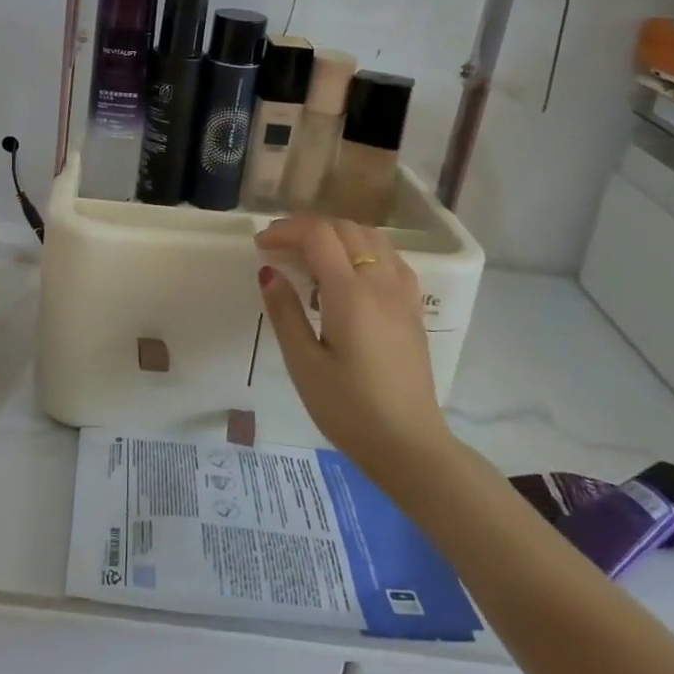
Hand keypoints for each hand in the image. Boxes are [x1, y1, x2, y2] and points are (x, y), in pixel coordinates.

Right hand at [255, 215, 456, 477]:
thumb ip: (285, 312)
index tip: (261, 246)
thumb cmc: (348, 409)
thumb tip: (268, 271)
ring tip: (310, 255)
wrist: (408, 445)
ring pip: (372, 236)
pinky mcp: (412, 308)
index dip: (285, 231)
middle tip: (278, 248)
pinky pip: (390, 257)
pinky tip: (348, 271)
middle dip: (307, 228)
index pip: (318, 236)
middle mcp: (381, 283)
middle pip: (345, 228)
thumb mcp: (304, 364)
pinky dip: (363, 248)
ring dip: (337, 234)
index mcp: (351, 295)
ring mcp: (402, 294)